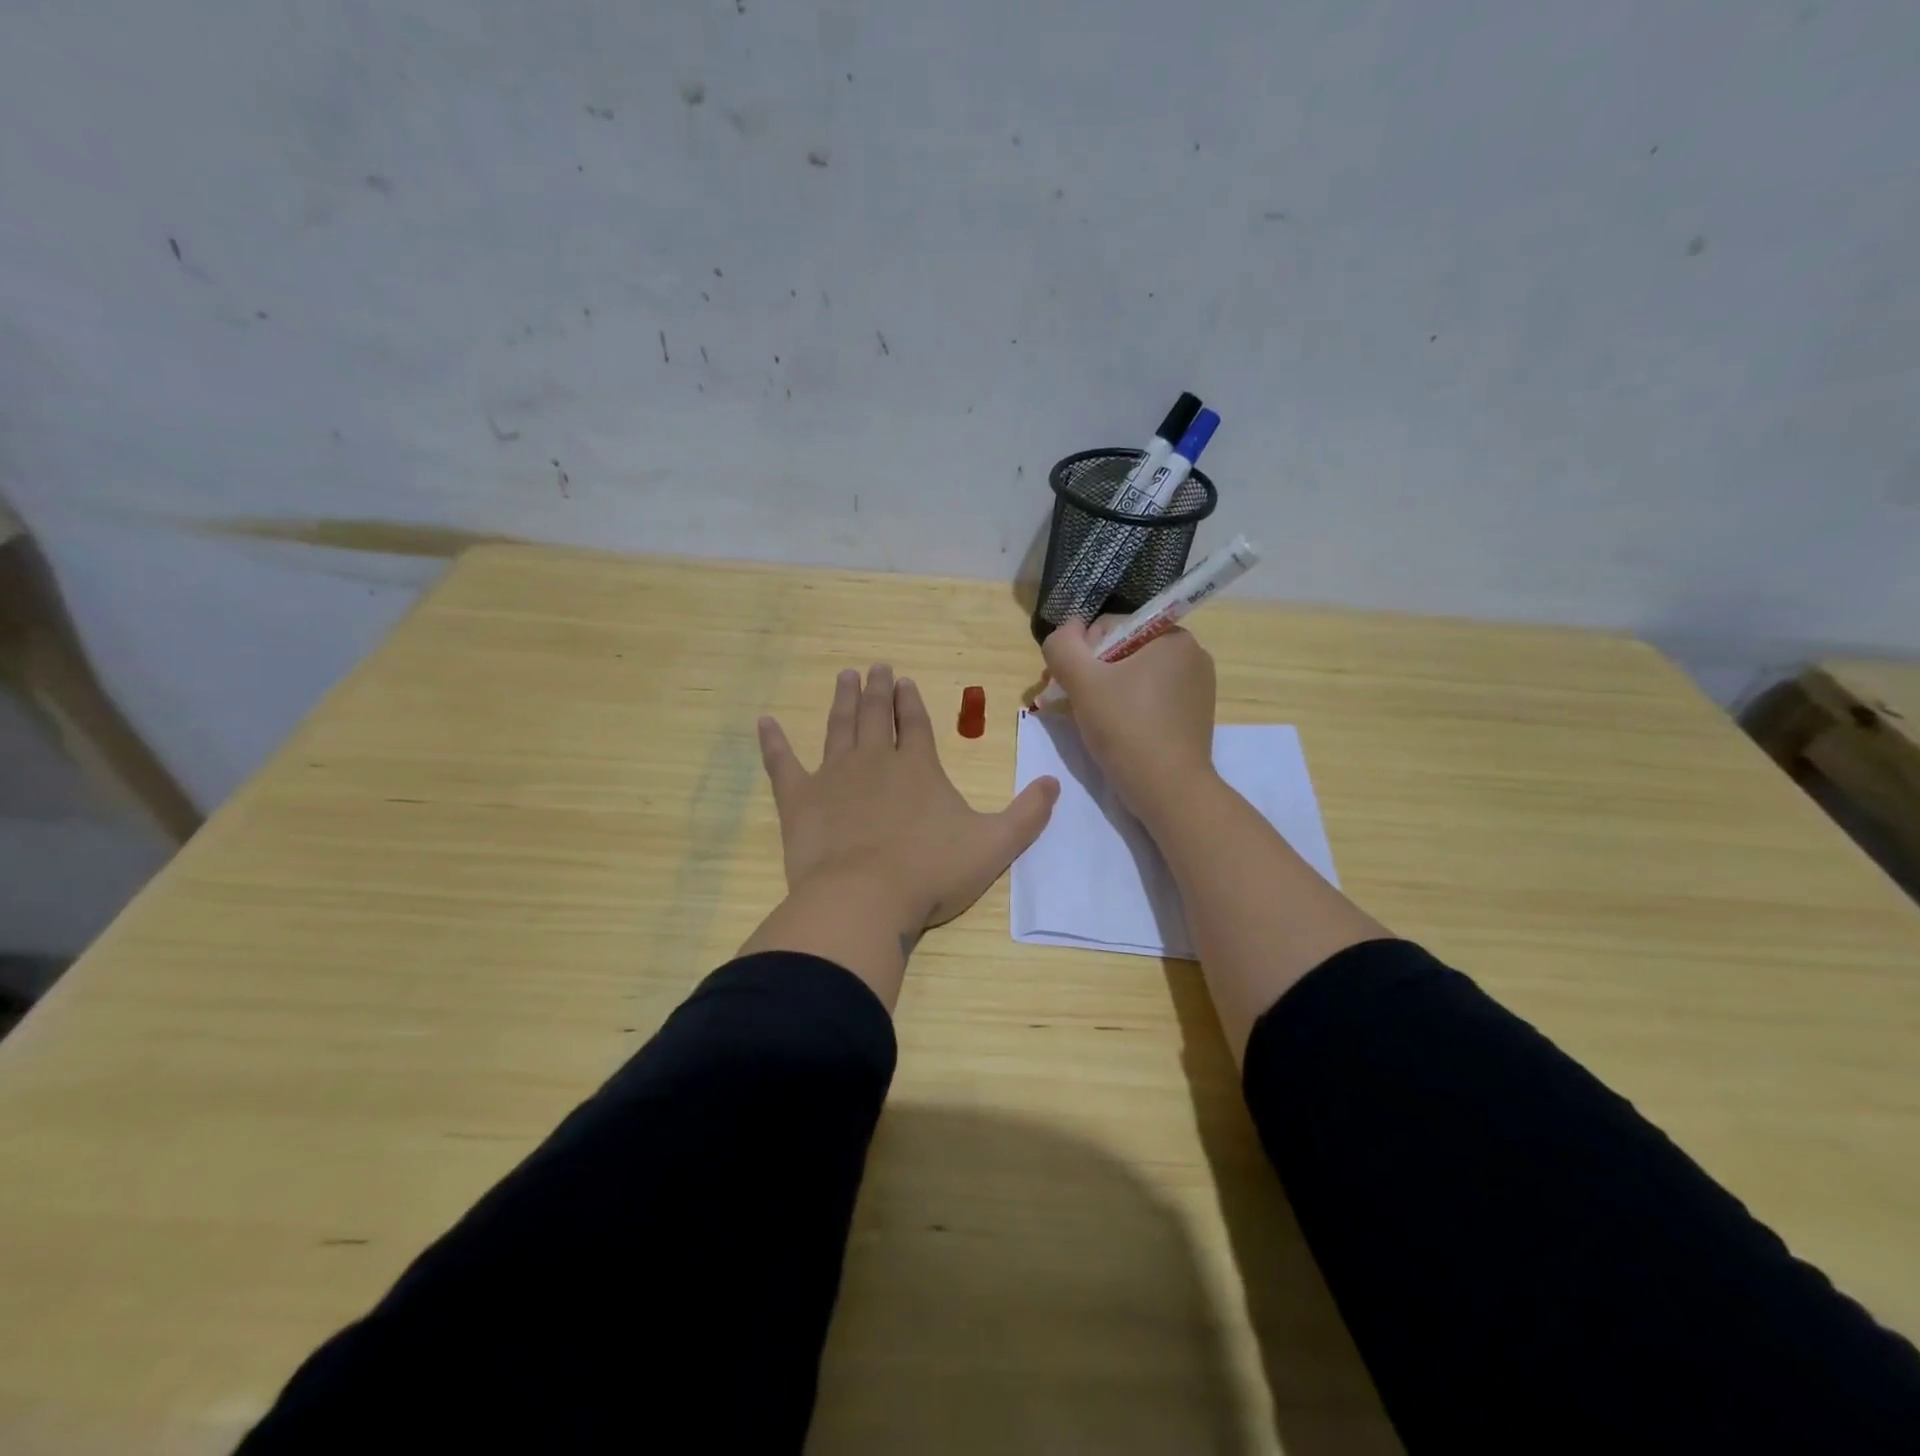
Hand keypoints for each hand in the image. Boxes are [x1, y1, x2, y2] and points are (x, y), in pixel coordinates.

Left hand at [757, 665, 1059, 935]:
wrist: (864, 899)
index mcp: (917, 767)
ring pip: (838, 727)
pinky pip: (782, 763)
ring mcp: (833, 776)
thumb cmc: (931, 872)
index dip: (910, 701)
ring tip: (844, 677)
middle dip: (876, 690)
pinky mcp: (799, 799)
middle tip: (873, 667)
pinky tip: (764, 722)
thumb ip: (1027, 814)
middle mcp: (875, 760)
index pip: (915, 723)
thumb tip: (1053, 782)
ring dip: (842, 701)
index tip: (903, 681)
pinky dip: (773, 742)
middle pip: (875, 715)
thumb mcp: (994, 845)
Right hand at [1039, 619, 1216, 820]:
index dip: (1080, 653)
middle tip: (1066, 703)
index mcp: (1172, 637)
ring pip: (1132, 677)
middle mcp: (1190, 656)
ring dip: (1102, 692)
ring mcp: (1194, 688)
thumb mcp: (1083, 682)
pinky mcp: (1190, 716)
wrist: (1169, 792)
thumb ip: (1063, 646)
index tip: (1064, 684)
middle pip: (1121, 652)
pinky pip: (1148, 699)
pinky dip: (1124, 708)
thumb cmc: (1127, 729)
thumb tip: (1065, 630)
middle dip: (1089, 673)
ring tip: (1084, 718)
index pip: (1109, 627)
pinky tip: (1109, 730)